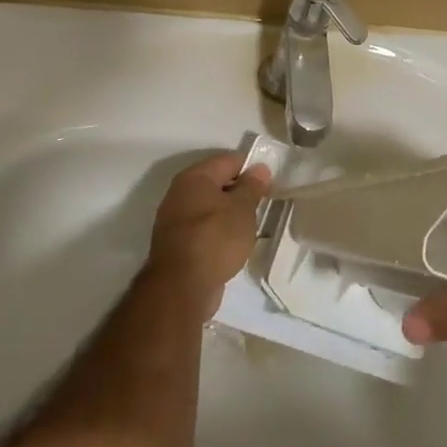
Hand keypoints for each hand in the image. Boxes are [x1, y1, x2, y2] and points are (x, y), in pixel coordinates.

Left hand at [145, 153, 271, 319]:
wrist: (181, 287)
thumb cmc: (216, 239)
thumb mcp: (242, 209)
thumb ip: (252, 186)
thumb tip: (259, 168)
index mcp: (195, 177)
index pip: (229, 160)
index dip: (252, 167)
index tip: (271, 181)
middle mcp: (180, 192)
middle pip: (217, 181)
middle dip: (241, 189)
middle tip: (265, 202)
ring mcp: (175, 218)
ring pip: (210, 205)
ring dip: (230, 211)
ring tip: (252, 223)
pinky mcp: (176, 242)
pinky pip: (203, 226)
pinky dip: (218, 229)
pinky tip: (234, 241)